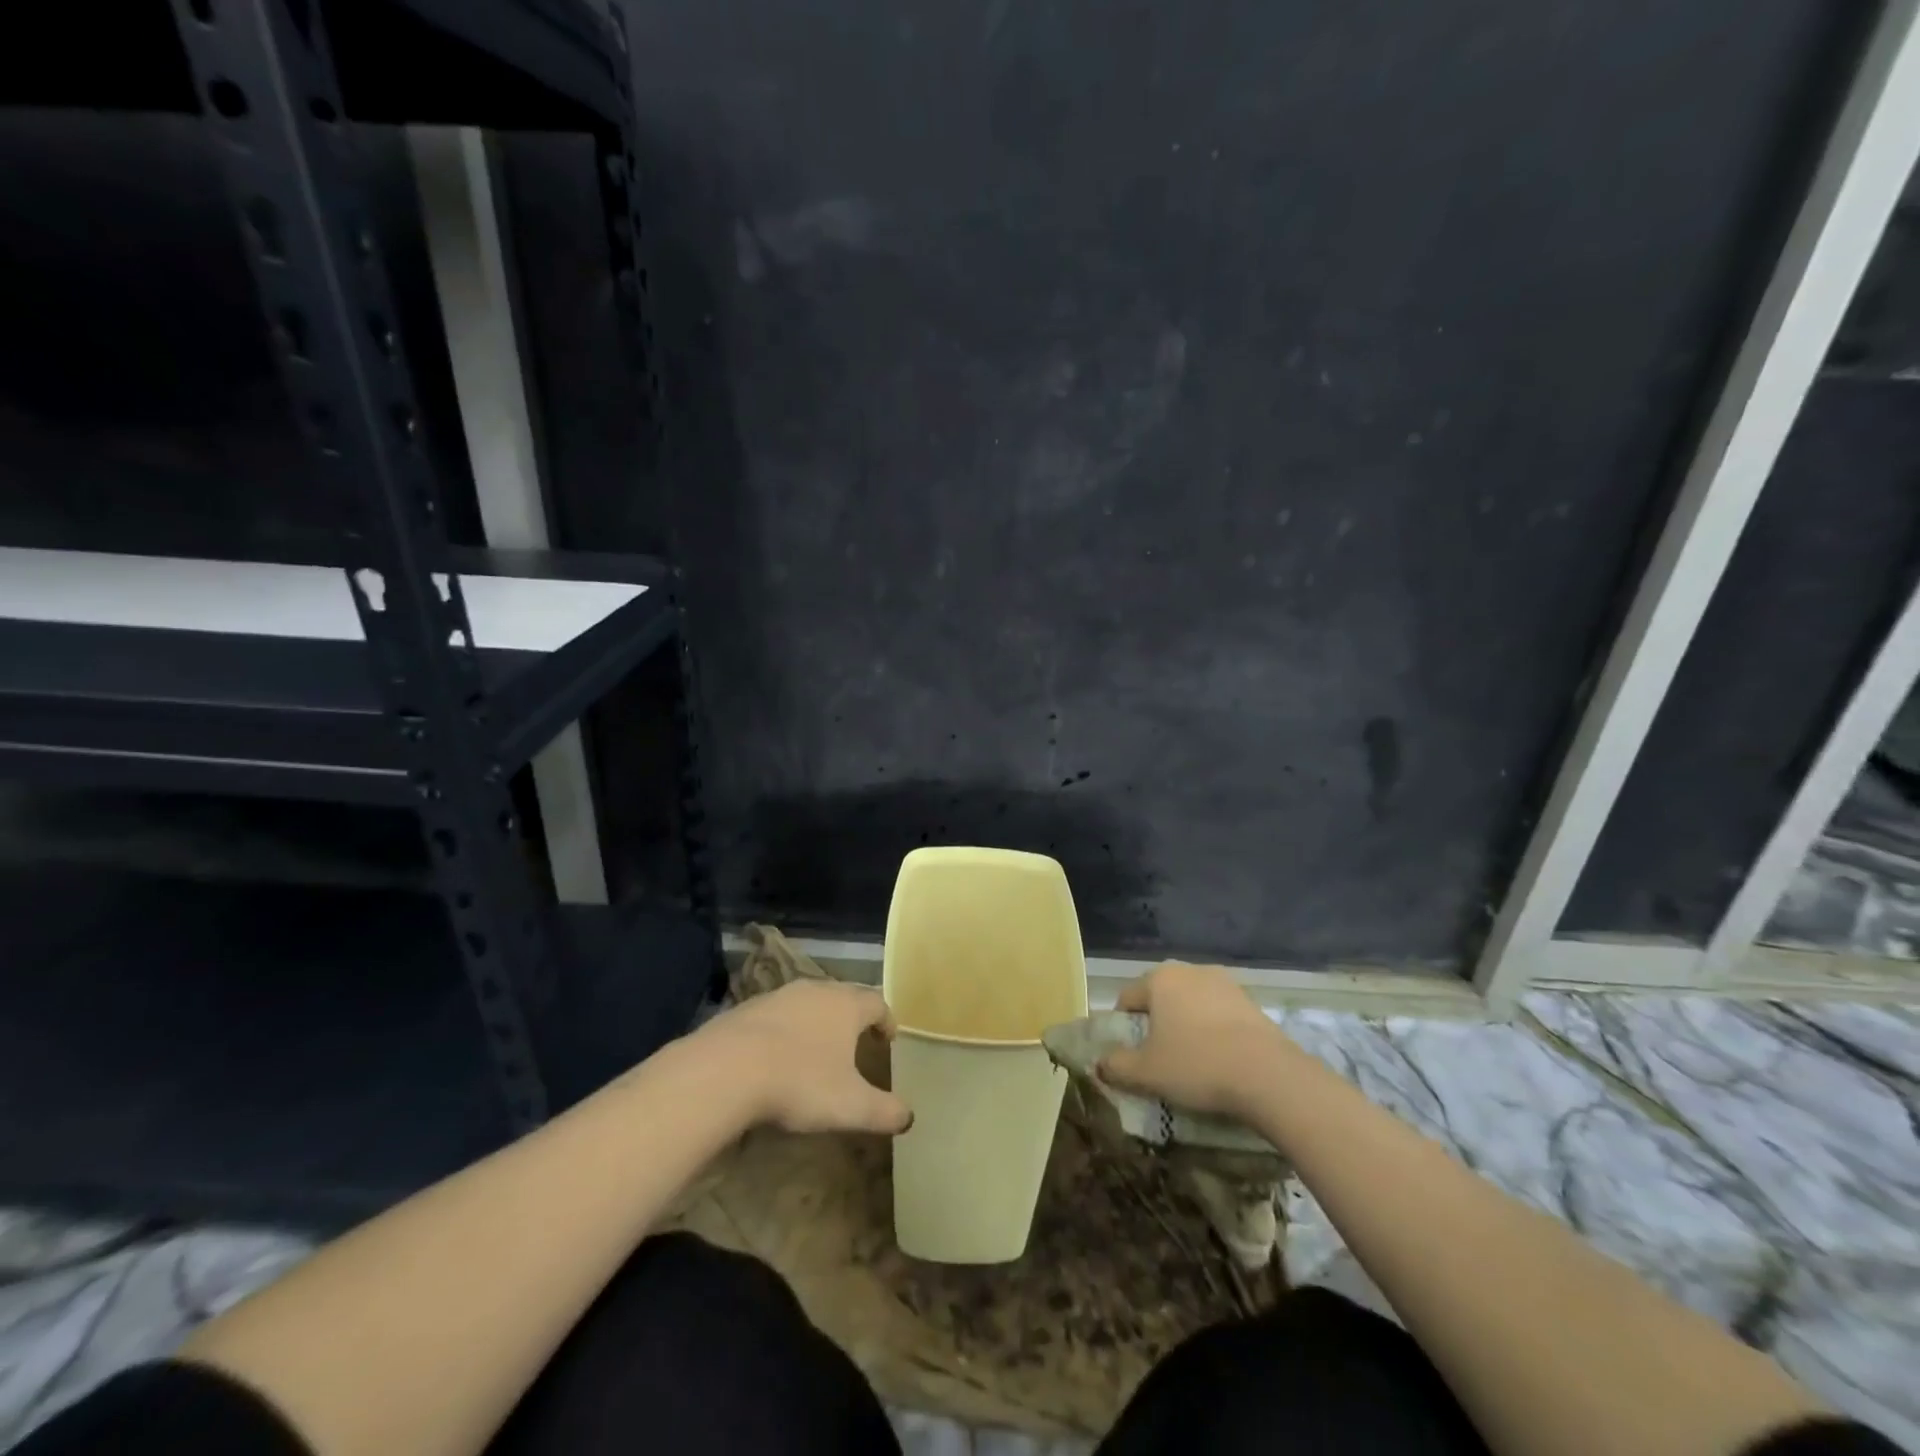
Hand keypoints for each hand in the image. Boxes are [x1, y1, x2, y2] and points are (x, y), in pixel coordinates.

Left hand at [699, 980, 912, 1135]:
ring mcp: (778, 996)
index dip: (886, 1021)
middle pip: (843, 995)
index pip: (877, 1003)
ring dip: (817, 1020)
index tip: (888, 1039)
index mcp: (846, 1006)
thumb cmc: (800, 1082)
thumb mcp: (850, 1106)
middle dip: (853, 1017)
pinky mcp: (746, 1008)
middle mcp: (816, 990)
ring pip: (808, 1002)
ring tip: (816, 1048)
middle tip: (856, 1041)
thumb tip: (909, 1117)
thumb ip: (884, 1111)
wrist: (726, 1069)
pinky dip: (784, 1030)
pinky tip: (776, 1055)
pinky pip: (776, 1015)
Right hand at [1098, 962, 1286, 1120]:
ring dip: (1186, 1025)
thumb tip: (1100, 1064)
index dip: (1122, 1027)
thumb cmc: (1197, 1065)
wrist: (1269, 1076)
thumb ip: (1116, 1066)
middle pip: (1160, 997)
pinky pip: (1219, 1013)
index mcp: (1159, 979)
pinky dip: (1213, 1031)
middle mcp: (1190, 970)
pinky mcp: (1251, 1001)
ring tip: (1192, 1061)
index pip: (1127, 998)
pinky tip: (1220, 1059)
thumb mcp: (1147, 1073)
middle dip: (1156, 1024)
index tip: (1129, 1055)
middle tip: (1159, 1058)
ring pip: (1191, 1004)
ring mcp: (1224, 983)